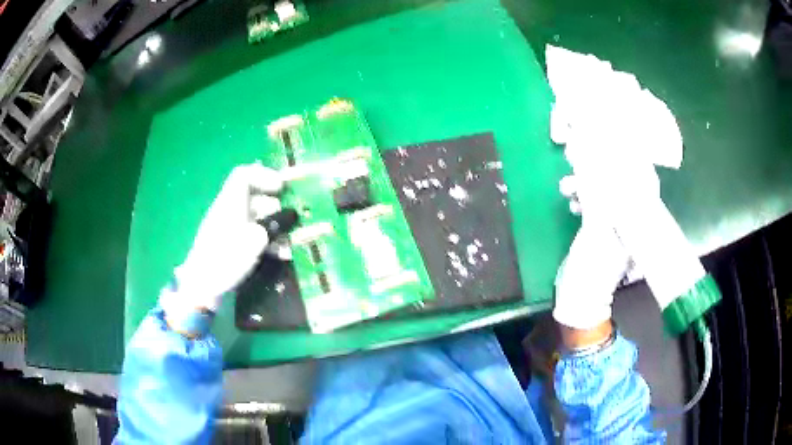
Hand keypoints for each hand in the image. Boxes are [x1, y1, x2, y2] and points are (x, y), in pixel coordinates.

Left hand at [172, 162, 283, 311]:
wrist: (203, 288)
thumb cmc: (225, 260)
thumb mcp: (253, 242)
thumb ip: (271, 227)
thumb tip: (284, 221)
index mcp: (230, 204)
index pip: (244, 175)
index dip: (264, 176)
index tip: (282, 188)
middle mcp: (229, 212)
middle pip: (253, 197)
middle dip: (274, 206)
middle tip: (288, 220)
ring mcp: (230, 230)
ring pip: (255, 218)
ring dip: (274, 227)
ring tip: (287, 243)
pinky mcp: (231, 247)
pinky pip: (251, 235)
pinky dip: (267, 242)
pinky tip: (279, 255)